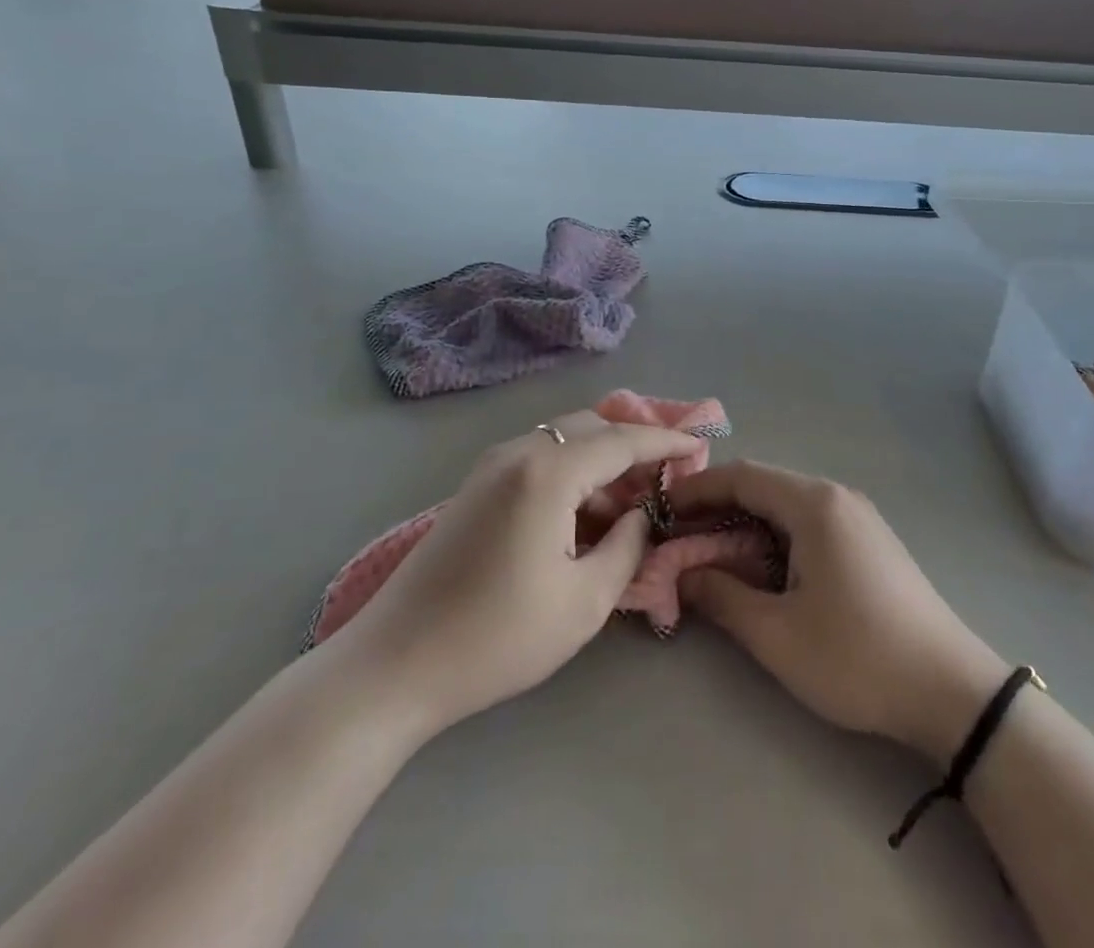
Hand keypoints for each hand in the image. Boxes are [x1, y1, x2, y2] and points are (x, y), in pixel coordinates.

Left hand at [329, 411, 692, 738]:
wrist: (394, 665)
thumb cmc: (497, 637)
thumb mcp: (583, 602)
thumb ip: (626, 548)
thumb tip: (639, 517)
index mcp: (548, 472)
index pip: (622, 440)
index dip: (665, 441)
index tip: (699, 446)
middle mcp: (519, 452)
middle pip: (591, 427)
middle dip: (633, 445)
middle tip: (665, 479)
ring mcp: (491, 466)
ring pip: (563, 440)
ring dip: (601, 460)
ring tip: (629, 503)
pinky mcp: (476, 486)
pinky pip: (539, 459)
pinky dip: (571, 472)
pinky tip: (582, 515)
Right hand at [669, 461, 1008, 765]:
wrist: (950, 690)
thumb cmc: (856, 656)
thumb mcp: (777, 634)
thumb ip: (721, 596)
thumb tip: (681, 573)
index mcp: (814, 504)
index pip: (742, 476)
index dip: (697, 488)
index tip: (662, 509)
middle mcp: (836, 496)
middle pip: (764, 485)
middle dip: (718, 506)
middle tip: (679, 536)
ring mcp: (858, 517)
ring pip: (787, 504)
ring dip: (746, 523)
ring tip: (711, 553)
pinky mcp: (870, 541)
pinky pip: (809, 522)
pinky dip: (775, 535)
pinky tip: (762, 567)